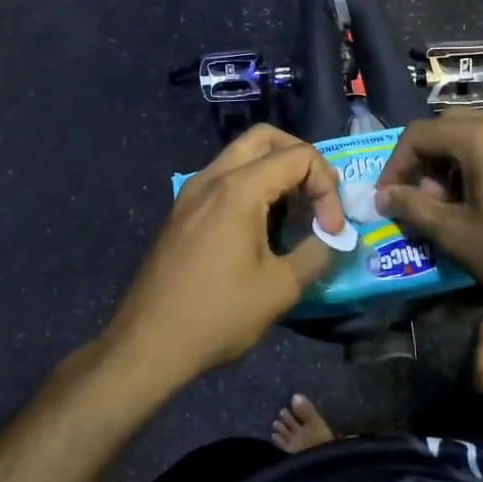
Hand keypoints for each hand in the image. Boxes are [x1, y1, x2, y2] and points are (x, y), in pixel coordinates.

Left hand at [106, 125, 345, 381]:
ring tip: (295, 211)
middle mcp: (212, 178)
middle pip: (264, 138)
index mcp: (238, 189)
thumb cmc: (218, 315)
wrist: (148, 343)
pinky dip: (251, 186)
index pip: (298, 156)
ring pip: (240, 156)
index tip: (331, 230)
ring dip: (274, 172)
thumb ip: (316, 253)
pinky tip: (262, 226)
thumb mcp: (280, 288)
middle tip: (318, 195)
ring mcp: (191, 192)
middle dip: (300, 159)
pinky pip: (223, 179)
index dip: (326, 187)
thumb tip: (334, 238)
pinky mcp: (182, 211)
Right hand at [375, 112, 482, 324]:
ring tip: (455, 206)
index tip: (388, 199)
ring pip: (480, 136)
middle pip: (450, 127)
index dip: (395, 165)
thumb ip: (415, 209)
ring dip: (455, 163)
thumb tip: (385, 196)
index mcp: (481, 137)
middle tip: (421, 199)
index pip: (419, 134)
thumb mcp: (458, 236)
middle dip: (426, 160)